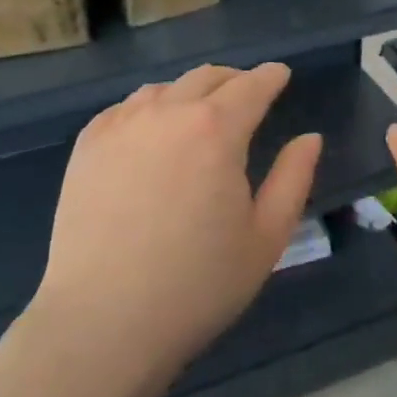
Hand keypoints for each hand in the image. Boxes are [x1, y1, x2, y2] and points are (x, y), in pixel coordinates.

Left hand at [33, 62, 322, 381]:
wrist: (103, 321)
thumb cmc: (198, 285)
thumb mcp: (266, 237)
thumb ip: (294, 178)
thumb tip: (309, 138)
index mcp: (217, 130)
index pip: (251, 86)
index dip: (270, 76)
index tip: (280, 74)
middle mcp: (167, 113)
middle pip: (207, 78)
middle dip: (234, 80)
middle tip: (246, 94)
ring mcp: (121, 126)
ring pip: (164, 89)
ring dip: (190, 93)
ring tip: (198, 114)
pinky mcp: (87, 146)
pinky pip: (125, 108)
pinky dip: (149, 108)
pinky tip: (151, 131)